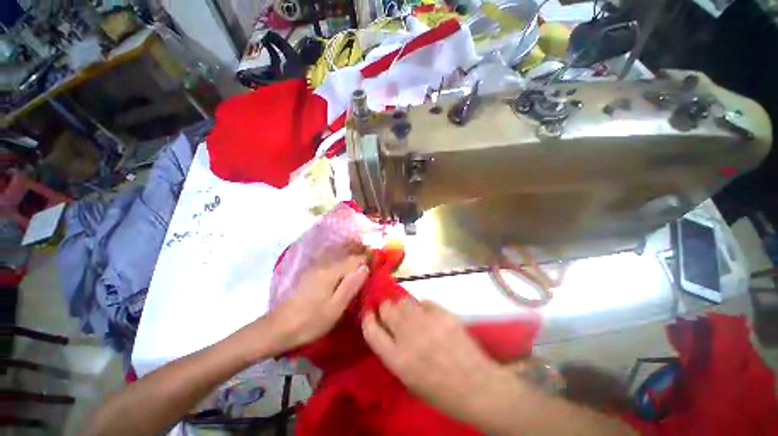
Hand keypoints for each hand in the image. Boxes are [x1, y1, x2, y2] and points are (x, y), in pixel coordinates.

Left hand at [264, 253, 368, 354]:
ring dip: (352, 253)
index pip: (355, 258)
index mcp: (332, 271)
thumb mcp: (335, 308)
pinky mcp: (312, 273)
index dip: (368, 258)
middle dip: (361, 253)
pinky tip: (345, 262)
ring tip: (363, 255)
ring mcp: (316, 267)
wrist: (278, 328)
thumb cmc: (310, 321)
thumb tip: (366, 268)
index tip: (379, 262)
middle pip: (347, 253)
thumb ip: (351, 285)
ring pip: (339, 254)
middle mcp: (325, 264)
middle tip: (373, 258)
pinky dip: (341, 257)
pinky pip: (331, 259)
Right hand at [362, 300, 516, 424]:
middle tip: (389, 310)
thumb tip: (388, 329)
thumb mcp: (409, 380)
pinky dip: (423, 307)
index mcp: (397, 359)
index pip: (371, 331)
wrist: (476, 387)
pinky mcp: (442, 313)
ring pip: (404, 301)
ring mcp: (426, 322)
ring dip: (402, 306)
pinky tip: (427, 315)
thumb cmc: (440, 391)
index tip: (369, 312)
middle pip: (387, 309)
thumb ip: (395, 353)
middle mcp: (408, 336)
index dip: (368, 318)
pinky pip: (425, 302)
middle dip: (385, 307)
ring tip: (409, 313)